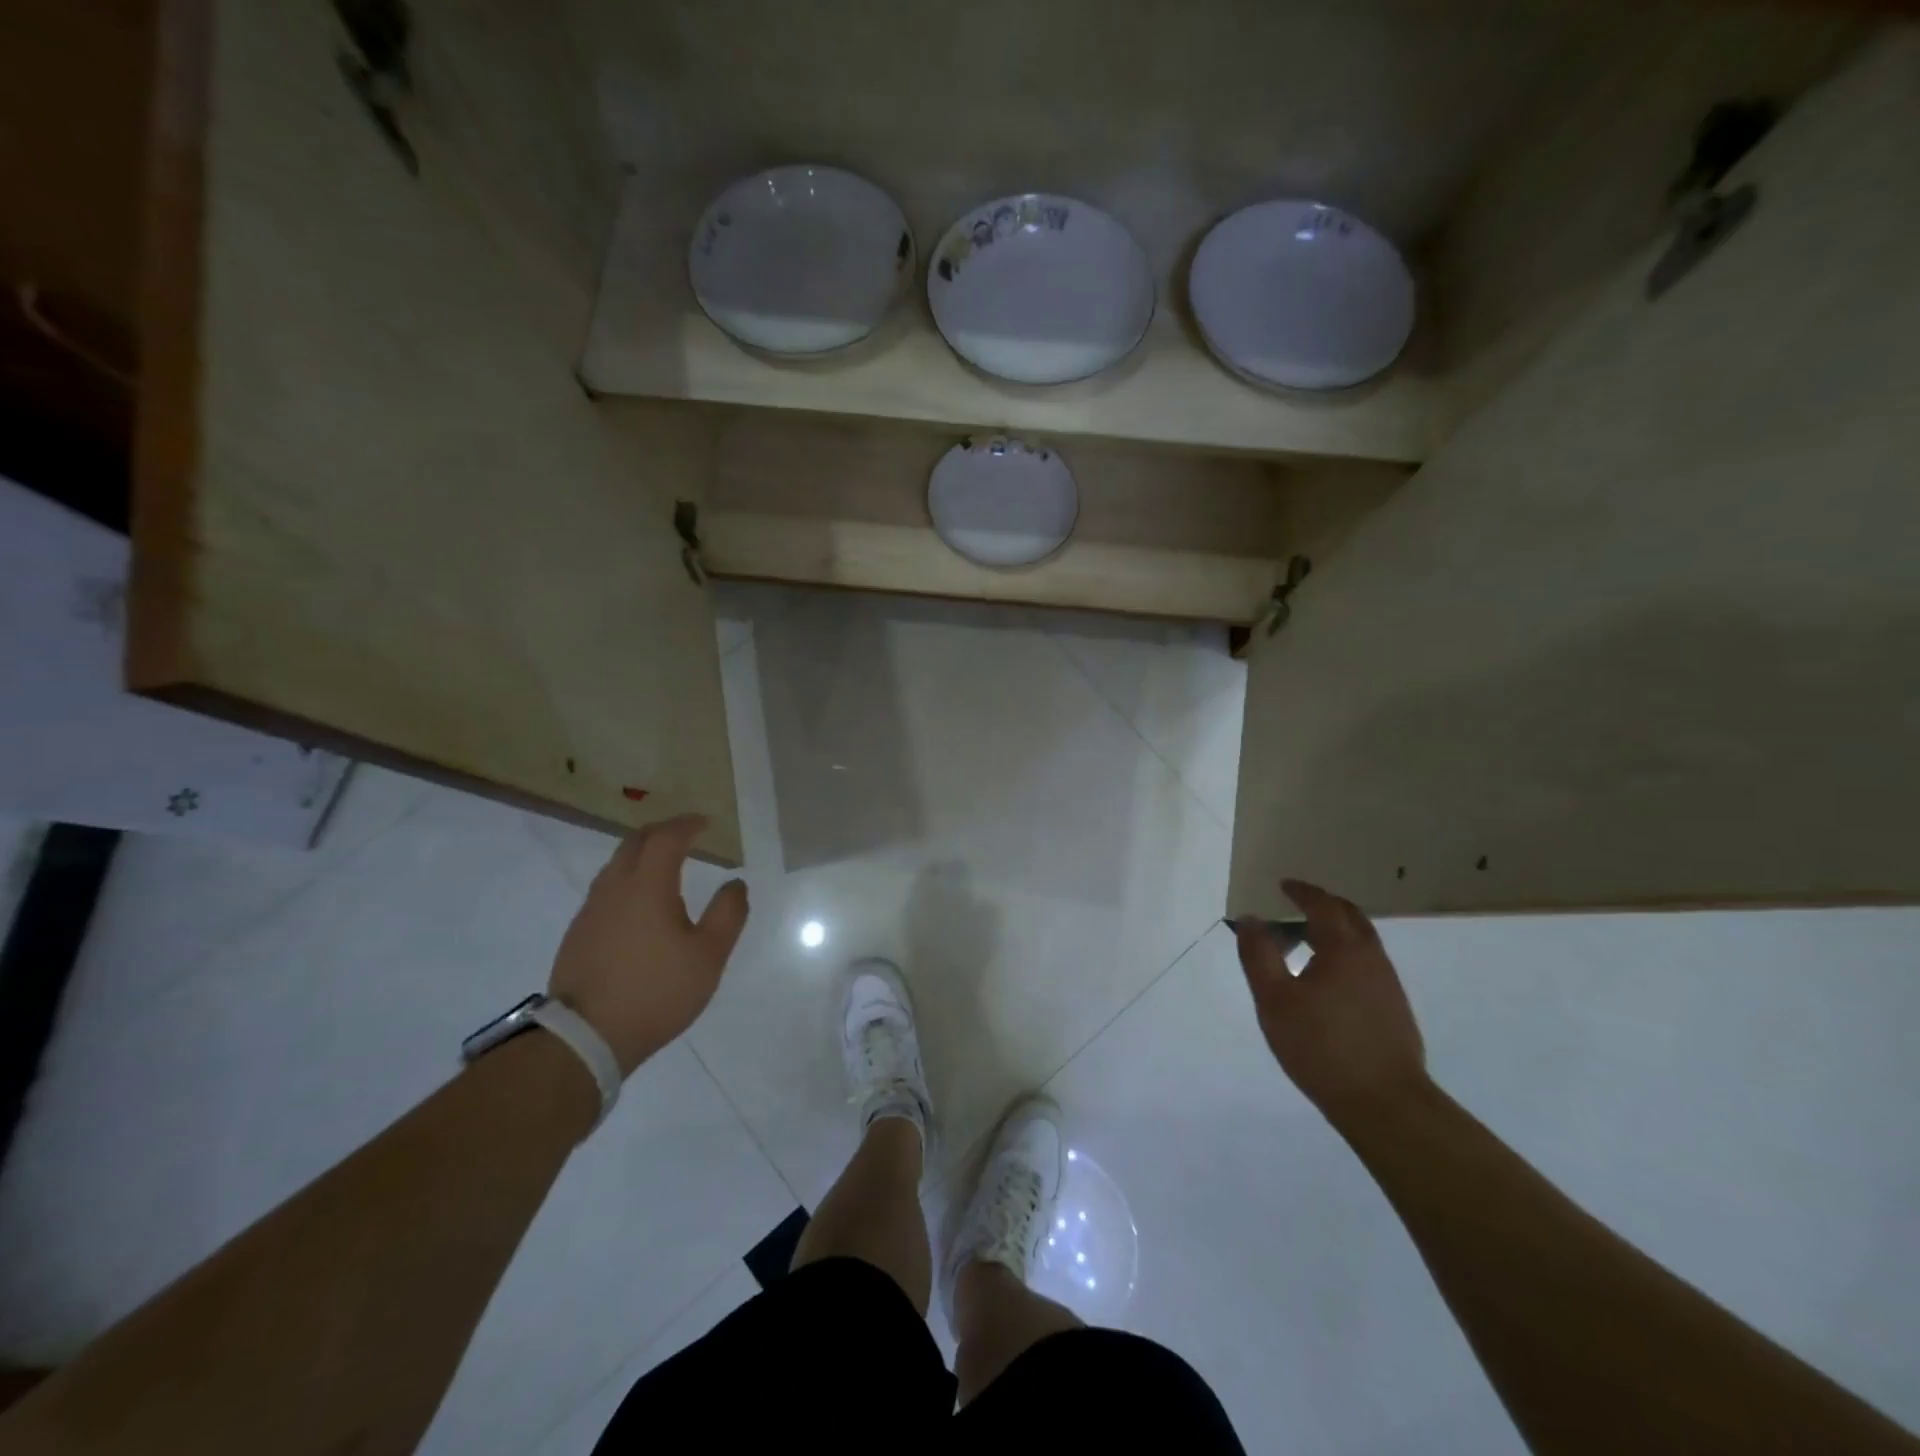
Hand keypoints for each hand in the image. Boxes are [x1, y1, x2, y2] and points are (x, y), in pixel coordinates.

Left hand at [548, 815, 749, 1075]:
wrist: (585, 1037)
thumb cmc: (656, 991)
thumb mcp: (708, 956)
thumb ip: (728, 914)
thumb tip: (735, 884)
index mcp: (648, 886)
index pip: (666, 838)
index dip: (687, 825)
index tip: (705, 822)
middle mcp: (614, 888)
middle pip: (634, 843)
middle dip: (662, 832)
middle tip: (685, 834)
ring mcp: (591, 911)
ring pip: (616, 865)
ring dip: (641, 854)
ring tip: (663, 863)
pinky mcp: (578, 933)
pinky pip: (605, 889)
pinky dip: (627, 878)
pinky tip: (638, 902)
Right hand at [1234, 879, 1427, 1127]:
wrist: (1386, 1104)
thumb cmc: (1322, 1046)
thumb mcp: (1275, 999)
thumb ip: (1259, 955)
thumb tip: (1250, 918)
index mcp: (1343, 948)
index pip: (1323, 905)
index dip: (1302, 892)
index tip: (1284, 885)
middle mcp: (1371, 958)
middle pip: (1350, 917)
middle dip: (1323, 905)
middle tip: (1297, 905)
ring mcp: (1387, 984)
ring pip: (1362, 941)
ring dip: (1335, 931)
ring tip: (1305, 940)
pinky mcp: (1394, 1010)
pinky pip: (1367, 964)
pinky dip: (1345, 954)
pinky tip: (1328, 979)